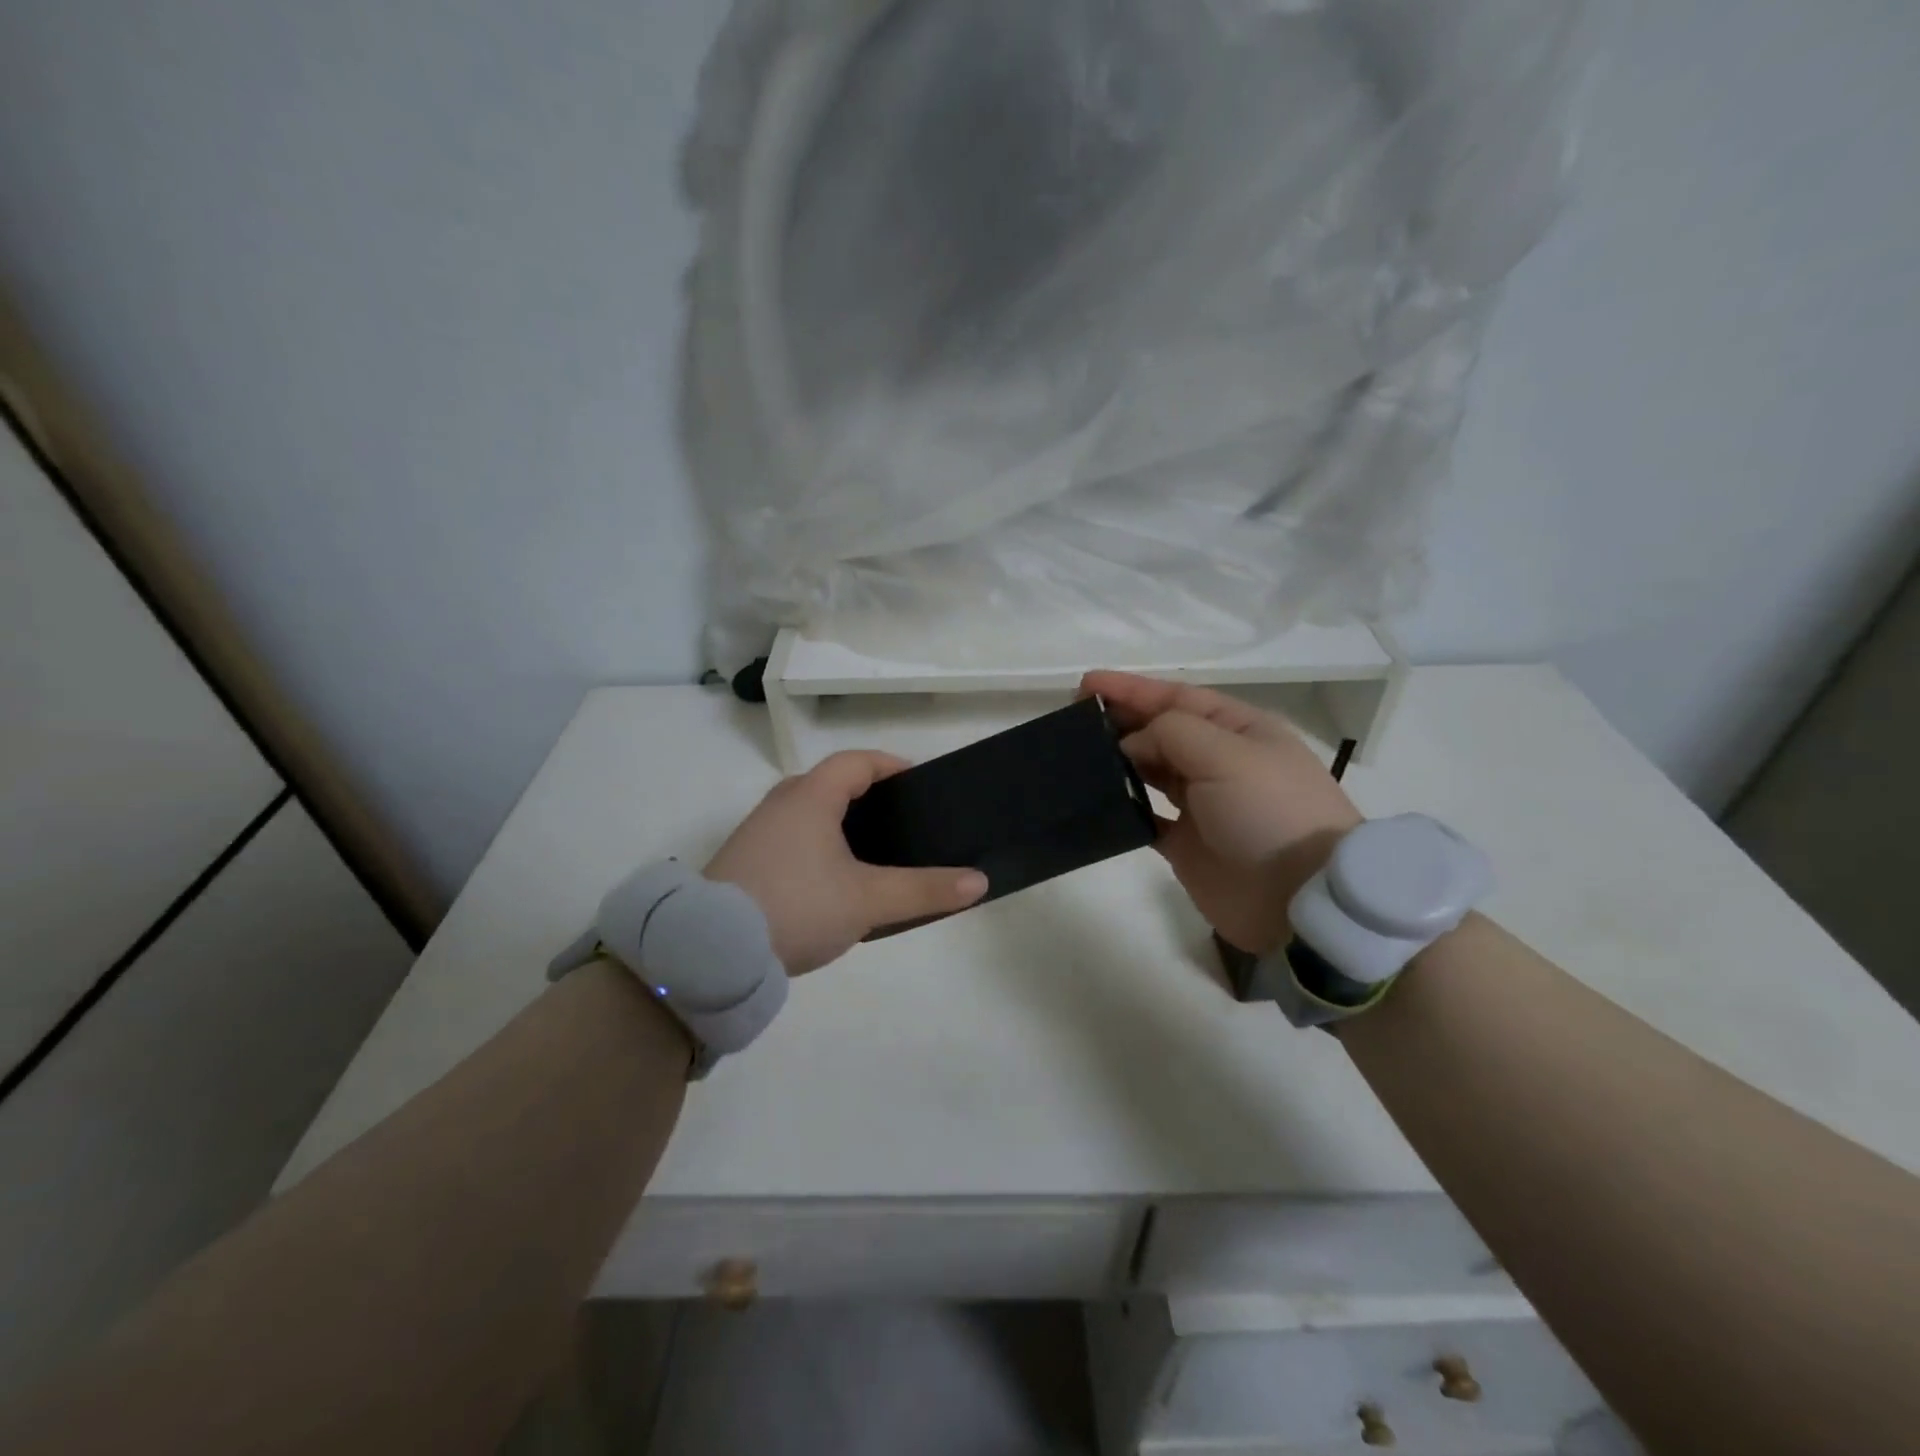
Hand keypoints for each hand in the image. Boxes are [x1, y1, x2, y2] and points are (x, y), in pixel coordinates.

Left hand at [704, 751, 988, 975]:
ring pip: (809, 813)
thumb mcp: (868, 900)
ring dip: (841, 824)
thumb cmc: (796, 906)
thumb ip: (924, 889)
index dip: (891, 766)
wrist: (710, 951)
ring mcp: (757, 832)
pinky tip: (832, 882)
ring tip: (874, 855)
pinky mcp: (743, 862)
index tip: (920, 785)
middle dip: (869, 797)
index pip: (857, 762)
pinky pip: (792, 838)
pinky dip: (818, 846)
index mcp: (811, 796)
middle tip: (903, 823)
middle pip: (832, 784)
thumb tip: (979, 881)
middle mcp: (781, 803)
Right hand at [1082, 672, 1361, 954]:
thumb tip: (1130, 745)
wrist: (1301, 899)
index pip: (1176, 697)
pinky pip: (1144, 817)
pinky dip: (1122, 807)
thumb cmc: (1269, 812)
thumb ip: (1171, 734)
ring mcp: (1201, 804)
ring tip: (1077, 756)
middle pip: (1159, 731)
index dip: (1131, 689)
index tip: (1085, 684)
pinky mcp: (1185, 843)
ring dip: (1117, 760)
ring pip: (1149, 771)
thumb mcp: (1227, 755)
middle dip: (1119, 720)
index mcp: (1237, 729)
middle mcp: (1218, 760)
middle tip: (1074, 721)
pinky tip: (1097, 800)